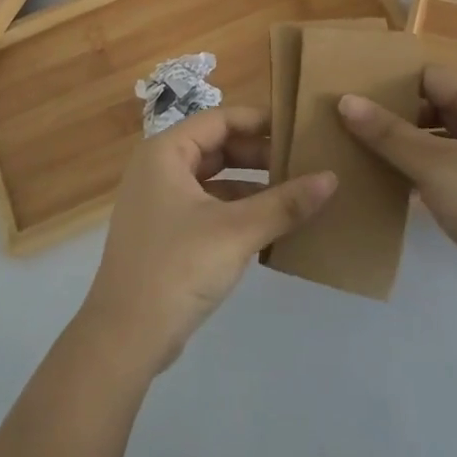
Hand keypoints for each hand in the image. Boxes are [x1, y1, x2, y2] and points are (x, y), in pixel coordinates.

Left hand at [78, 107, 336, 373]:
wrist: (125, 337)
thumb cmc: (178, 268)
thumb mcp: (237, 231)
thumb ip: (285, 203)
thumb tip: (331, 177)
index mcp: (165, 152)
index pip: (220, 119)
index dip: (260, 121)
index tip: (300, 129)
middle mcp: (158, 168)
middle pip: (217, 147)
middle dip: (260, 155)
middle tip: (304, 163)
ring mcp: (160, 202)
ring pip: (214, 179)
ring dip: (252, 185)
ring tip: (296, 192)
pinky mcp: (166, 233)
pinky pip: (208, 206)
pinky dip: (237, 210)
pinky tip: (271, 225)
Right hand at [339, 67, 456, 309]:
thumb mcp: (434, 166)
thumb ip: (388, 133)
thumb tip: (344, 100)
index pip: (429, 77)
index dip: (389, 87)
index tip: (348, 99)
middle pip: (434, 105)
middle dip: (393, 118)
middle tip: (345, 127)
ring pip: (439, 139)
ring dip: (405, 147)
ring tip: (357, 154)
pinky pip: (448, 166)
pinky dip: (421, 171)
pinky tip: (387, 184)